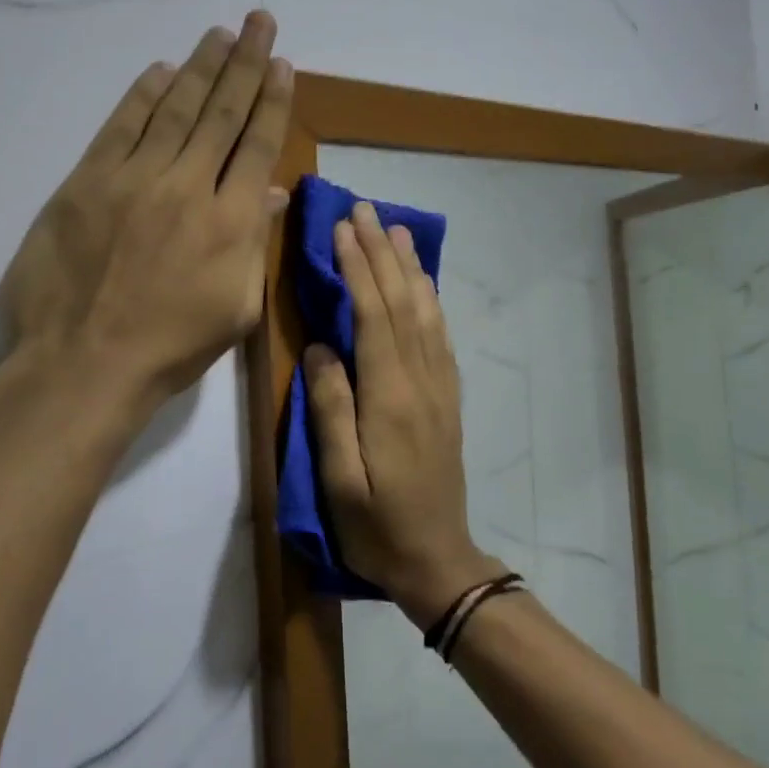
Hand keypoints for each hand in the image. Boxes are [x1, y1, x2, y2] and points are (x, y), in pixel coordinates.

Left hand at [0, 11, 292, 422]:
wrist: (84, 364)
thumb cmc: (170, 347)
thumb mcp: (235, 308)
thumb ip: (254, 244)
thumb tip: (268, 191)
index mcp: (230, 221)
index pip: (257, 143)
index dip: (272, 100)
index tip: (283, 65)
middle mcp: (189, 185)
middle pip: (222, 112)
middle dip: (245, 63)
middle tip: (259, 22)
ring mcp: (135, 179)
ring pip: (175, 109)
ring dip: (201, 67)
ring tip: (220, 34)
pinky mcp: (87, 182)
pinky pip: (121, 127)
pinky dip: (142, 96)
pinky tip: (161, 71)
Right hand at [305, 202, 505, 625]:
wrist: (437, 559)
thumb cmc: (375, 525)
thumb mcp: (338, 478)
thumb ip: (331, 409)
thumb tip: (321, 348)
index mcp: (389, 397)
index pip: (373, 315)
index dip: (358, 267)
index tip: (342, 227)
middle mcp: (420, 380)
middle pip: (402, 302)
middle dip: (383, 252)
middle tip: (367, 209)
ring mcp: (440, 387)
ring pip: (426, 312)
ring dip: (410, 267)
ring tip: (398, 230)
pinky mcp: (448, 397)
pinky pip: (441, 335)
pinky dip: (430, 299)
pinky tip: (423, 283)